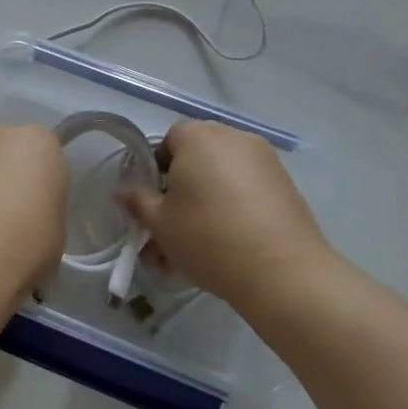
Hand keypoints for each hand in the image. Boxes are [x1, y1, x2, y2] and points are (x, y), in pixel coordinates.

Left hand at [0, 125, 67, 288]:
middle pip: (10, 154)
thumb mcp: (56, 227)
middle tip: (14, 218)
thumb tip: (27, 215)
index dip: (44, 186)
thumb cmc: (26, 242)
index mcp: (38, 142)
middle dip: (11, 178)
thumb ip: (43, 207)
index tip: (41, 212)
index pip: (47, 157)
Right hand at [120, 121, 341, 310]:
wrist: (281, 271)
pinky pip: (247, 189)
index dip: (157, 169)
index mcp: (197, 137)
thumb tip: (122, 192)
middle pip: (197, 158)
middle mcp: (232, 137)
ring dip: (205, 203)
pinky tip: (227, 245)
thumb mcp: (160, 224)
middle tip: (171, 228)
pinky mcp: (285, 184)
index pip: (169, 139)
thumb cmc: (208, 238)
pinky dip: (233, 208)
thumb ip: (138, 203)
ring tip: (194, 248)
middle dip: (181, 190)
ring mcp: (263, 160)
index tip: (155, 202)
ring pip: (222, 178)